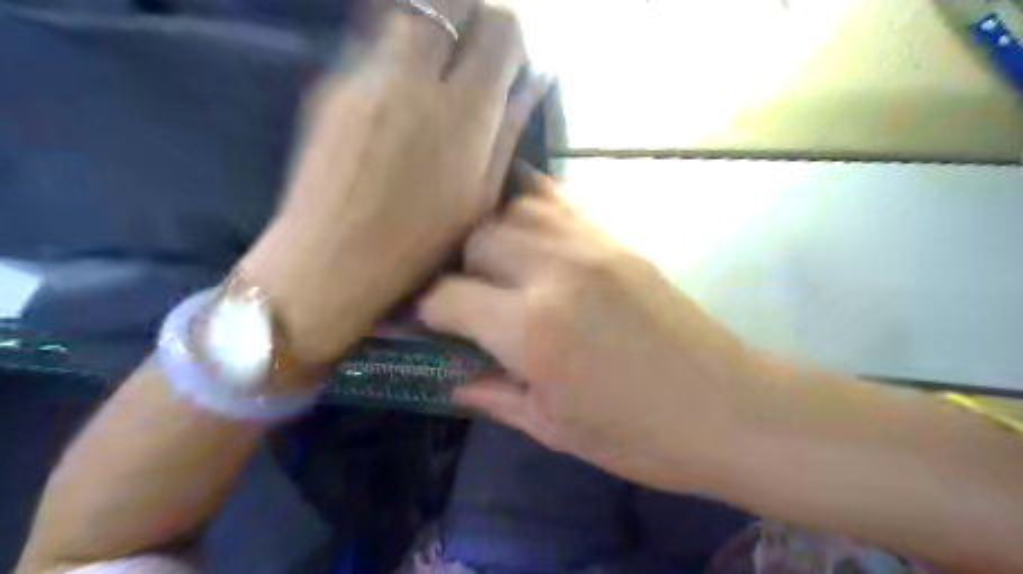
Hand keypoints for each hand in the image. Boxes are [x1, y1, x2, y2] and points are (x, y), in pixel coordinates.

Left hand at [240, 0, 546, 365]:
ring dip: (431, 27)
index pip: (500, 28)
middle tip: (473, 49)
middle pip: (450, 2)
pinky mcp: (333, 84)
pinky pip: (373, 43)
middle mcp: (417, 78)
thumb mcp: (479, 196)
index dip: (510, 34)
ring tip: (435, 68)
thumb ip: (508, 130)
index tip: (508, 58)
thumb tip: (532, 82)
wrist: (332, 257)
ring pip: (408, 14)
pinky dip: (397, 50)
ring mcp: (368, 75)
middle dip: (469, 15)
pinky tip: (398, 92)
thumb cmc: (419, 242)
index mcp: (464, 112)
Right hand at [420, 168, 762, 493]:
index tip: (426, 323)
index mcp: (531, 329)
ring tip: (495, 263)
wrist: (727, 408)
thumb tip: (450, 375)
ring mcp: (590, 246)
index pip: (448, 296)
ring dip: (493, 232)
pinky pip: (559, 200)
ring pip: (514, 208)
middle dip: (458, 266)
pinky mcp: (617, 238)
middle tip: (466, 296)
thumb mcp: (554, 428)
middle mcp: (553, 272)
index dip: (426, 310)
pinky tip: (526, 228)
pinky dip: (531, 206)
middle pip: (476, 238)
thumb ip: (493, 393)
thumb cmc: (638, 435)